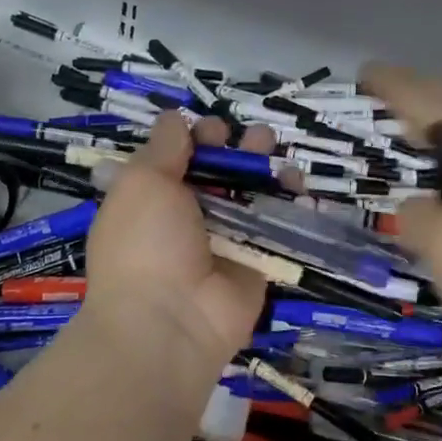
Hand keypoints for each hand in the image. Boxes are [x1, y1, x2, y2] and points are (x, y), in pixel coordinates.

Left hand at [83, 113, 271, 369]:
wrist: (169, 321)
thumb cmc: (146, 242)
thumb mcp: (142, 182)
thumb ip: (164, 147)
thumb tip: (176, 118)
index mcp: (153, 198)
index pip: (181, 157)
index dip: (199, 138)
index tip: (212, 133)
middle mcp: (188, 217)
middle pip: (221, 172)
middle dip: (239, 148)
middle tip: (256, 137)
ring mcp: (225, 240)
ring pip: (251, 195)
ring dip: (267, 170)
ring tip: (278, 154)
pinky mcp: (257, 261)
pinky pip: (276, 227)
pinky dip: (290, 204)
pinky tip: (299, 185)